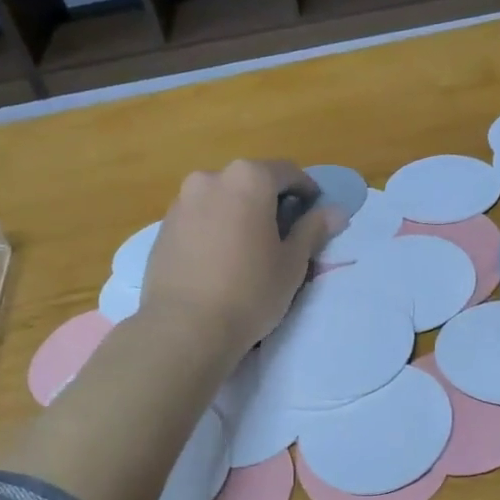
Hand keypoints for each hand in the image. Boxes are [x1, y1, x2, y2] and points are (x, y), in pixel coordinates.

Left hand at [142, 160, 337, 361]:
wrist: (184, 327)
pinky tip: (221, 260)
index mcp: (248, 179)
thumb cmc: (249, 291)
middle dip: (270, 201)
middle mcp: (211, 178)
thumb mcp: (292, 263)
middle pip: (251, 181)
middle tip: (284, 234)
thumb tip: (336, 212)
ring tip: (249, 249)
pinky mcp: (164, 227)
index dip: (307, 191)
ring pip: (222, 198)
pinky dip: (215, 228)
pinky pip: (199, 217)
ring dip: (240, 213)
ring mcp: (182, 201)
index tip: (315, 215)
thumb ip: (313, 230)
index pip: (287, 172)